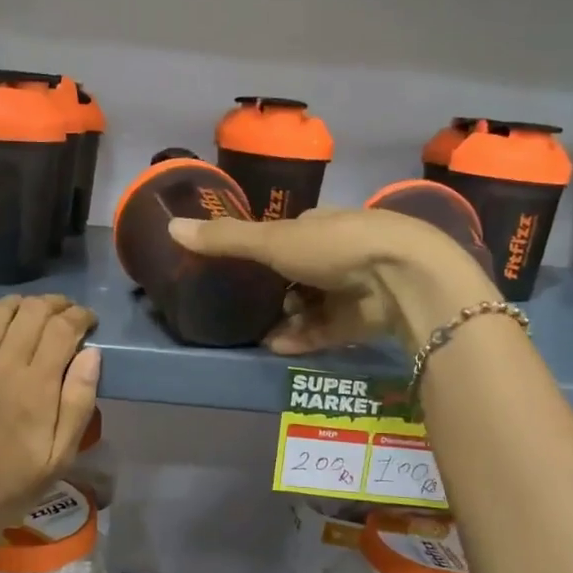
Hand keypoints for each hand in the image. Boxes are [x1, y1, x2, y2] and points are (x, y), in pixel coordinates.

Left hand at [0, 295, 101, 538]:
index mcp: (37, 387)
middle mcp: (2, 366)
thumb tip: (92, 353)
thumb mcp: (63, 454)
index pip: (63, 329)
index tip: (89, 321)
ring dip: (20, 305)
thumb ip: (80, 401)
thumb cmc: (16, 483)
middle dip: (55, 305)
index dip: (80, 316)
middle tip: (64, 315)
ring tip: (30, 314)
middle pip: (31, 312)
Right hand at [168, 208, 494, 352]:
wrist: (402, 277)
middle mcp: (338, 252)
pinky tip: (276, 348)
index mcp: (320, 224)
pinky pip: (326, 330)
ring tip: (256, 334)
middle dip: (274, 291)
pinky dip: (302, 338)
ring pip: (312, 305)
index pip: (287, 235)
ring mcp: (354, 287)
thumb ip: (225, 239)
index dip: (263, 250)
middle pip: (299, 273)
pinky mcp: (364, 319)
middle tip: (243, 308)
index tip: (237, 269)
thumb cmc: (335, 247)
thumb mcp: (273, 240)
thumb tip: (169, 226)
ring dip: (286, 319)